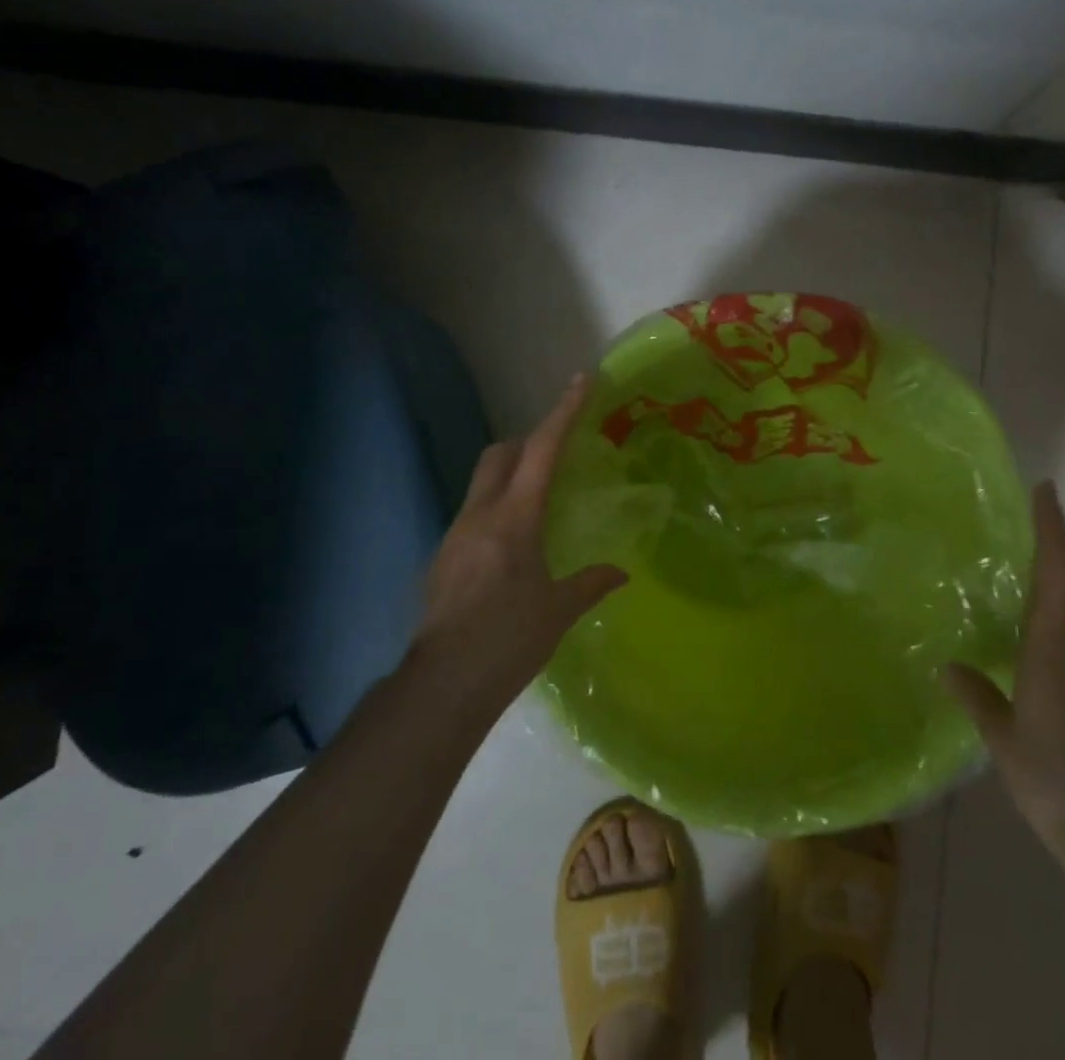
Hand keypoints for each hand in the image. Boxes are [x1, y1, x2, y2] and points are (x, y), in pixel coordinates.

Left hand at [411, 374, 626, 711]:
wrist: (443, 684)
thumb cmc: (508, 640)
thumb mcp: (558, 610)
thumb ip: (591, 583)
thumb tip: (621, 573)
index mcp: (514, 518)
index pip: (542, 450)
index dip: (563, 412)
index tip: (580, 380)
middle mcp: (480, 514)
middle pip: (500, 454)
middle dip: (528, 441)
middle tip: (557, 452)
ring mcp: (455, 534)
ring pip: (483, 482)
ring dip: (510, 475)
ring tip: (539, 501)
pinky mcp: (443, 557)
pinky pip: (474, 512)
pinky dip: (496, 507)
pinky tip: (512, 544)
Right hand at [943, 482, 1064, 870]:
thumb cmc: (1055, 780)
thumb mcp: (1003, 739)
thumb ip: (976, 695)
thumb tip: (946, 667)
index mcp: (1058, 647)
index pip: (1059, 569)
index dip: (1053, 526)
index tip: (1045, 489)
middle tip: (1035, 542)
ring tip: (1036, 601)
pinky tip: (1057, 664)